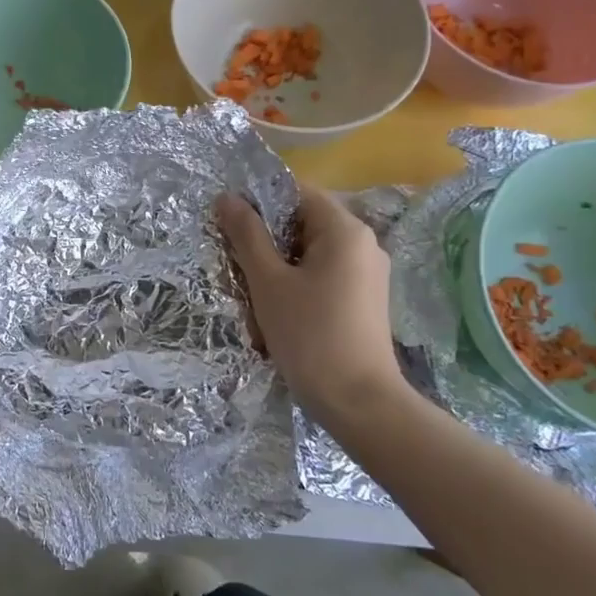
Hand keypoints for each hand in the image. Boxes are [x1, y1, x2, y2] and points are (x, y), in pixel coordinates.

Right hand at [216, 186, 407, 423]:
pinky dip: (298, 285)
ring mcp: (368, 273)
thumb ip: (247, 235)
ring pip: (310, 254)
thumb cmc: (310, 335)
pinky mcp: (366, 300)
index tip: (230, 225)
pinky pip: (324, 276)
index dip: (260, 202)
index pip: (297, 193)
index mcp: (345, 230)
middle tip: (238, 267)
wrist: (358, 401)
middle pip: (303, 224)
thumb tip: (227, 197)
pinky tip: (280, 315)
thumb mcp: (268, 282)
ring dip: (279, 268)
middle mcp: (364, 243)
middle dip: (267, 242)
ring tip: (256, 297)